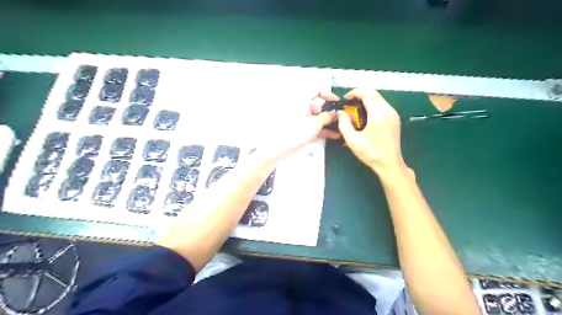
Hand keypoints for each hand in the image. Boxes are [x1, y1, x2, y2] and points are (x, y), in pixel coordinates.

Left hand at [258, 91, 336, 159]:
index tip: (337, 102)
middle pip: (319, 107)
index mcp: (303, 101)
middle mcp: (302, 108)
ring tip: (341, 129)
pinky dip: (322, 129)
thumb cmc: (297, 132)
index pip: (317, 91)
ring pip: (317, 118)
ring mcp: (302, 119)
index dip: (328, 95)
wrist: (281, 147)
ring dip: (329, 123)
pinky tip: (333, 135)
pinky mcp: (301, 129)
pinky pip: (314, 126)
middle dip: (331, 113)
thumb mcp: (315, 124)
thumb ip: (327, 117)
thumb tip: (335, 113)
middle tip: (342, 119)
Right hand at [336, 88, 406, 172]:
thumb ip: (344, 124)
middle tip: (349, 104)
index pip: (367, 94)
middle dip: (360, 95)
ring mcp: (393, 114)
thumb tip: (340, 113)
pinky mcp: (395, 119)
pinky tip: (365, 116)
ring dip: (367, 100)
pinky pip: (383, 106)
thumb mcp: (352, 140)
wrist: (389, 164)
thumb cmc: (371, 153)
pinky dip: (373, 106)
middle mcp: (388, 110)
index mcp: (378, 114)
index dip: (355, 93)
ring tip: (355, 110)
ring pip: (379, 99)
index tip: (345, 99)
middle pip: (374, 94)